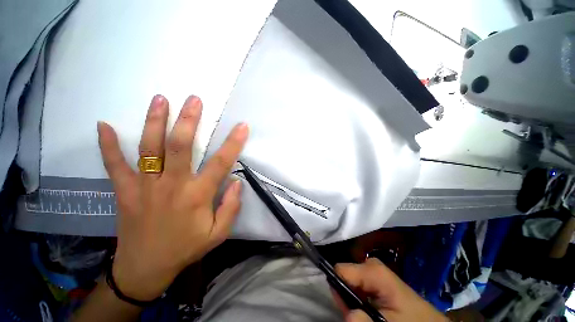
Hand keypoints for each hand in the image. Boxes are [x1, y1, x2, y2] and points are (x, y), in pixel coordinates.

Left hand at [97, 95, 247, 300]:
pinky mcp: (124, 191)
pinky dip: (108, 145)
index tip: (242, 126)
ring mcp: (144, 187)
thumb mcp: (218, 233)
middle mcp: (171, 185)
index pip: (221, 163)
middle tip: (194, 100)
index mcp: (197, 196)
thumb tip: (236, 182)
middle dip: (188, 120)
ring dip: (154, 121)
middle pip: (180, 146)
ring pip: (149, 148)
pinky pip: (114, 165)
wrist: (145, 268)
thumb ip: (231, 207)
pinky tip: (104, 125)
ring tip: (160, 99)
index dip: (233, 143)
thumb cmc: (186, 249)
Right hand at [334, 258, 448, 321]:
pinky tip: (371, 307)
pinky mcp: (376, 275)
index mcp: (372, 269)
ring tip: (369, 312)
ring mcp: (373, 268)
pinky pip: (357, 283)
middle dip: (347, 295)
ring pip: (350, 280)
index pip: (340, 270)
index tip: (346, 306)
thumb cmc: (410, 321)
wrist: (429, 321)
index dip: (339, 288)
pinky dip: (359, 297)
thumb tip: (349, 314)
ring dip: (353, 298)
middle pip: (345, 275)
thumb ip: (365, 319)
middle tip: (361, 313)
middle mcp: (370, 263)